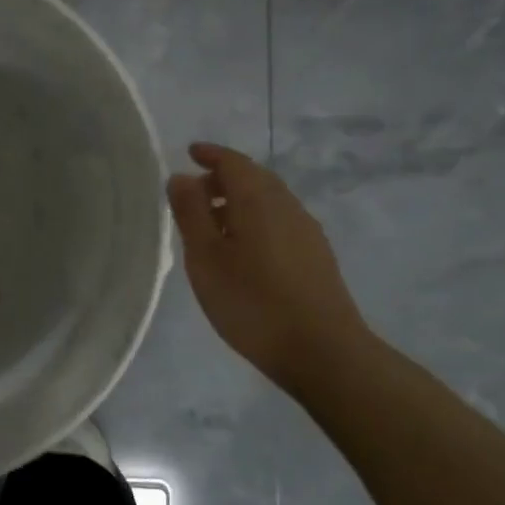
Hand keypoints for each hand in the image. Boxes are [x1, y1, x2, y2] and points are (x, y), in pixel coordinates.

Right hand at [166, 141, 370, 391]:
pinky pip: (279, 222)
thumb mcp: (206, 257)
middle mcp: (287, 207)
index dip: (210, 154)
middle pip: (254, 178)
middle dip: (224, 178)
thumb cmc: (253, 301)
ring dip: (239, 201)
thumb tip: (181, 177)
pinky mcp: (316, 257)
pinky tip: (242, 250)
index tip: (190, 152)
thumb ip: (191, 212)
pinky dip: (255, 220)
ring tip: (212, 225)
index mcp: (258, 200)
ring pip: (268, 201)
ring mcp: (307, 232)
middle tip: (194, 192)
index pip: (233, 162)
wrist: (323, 351)